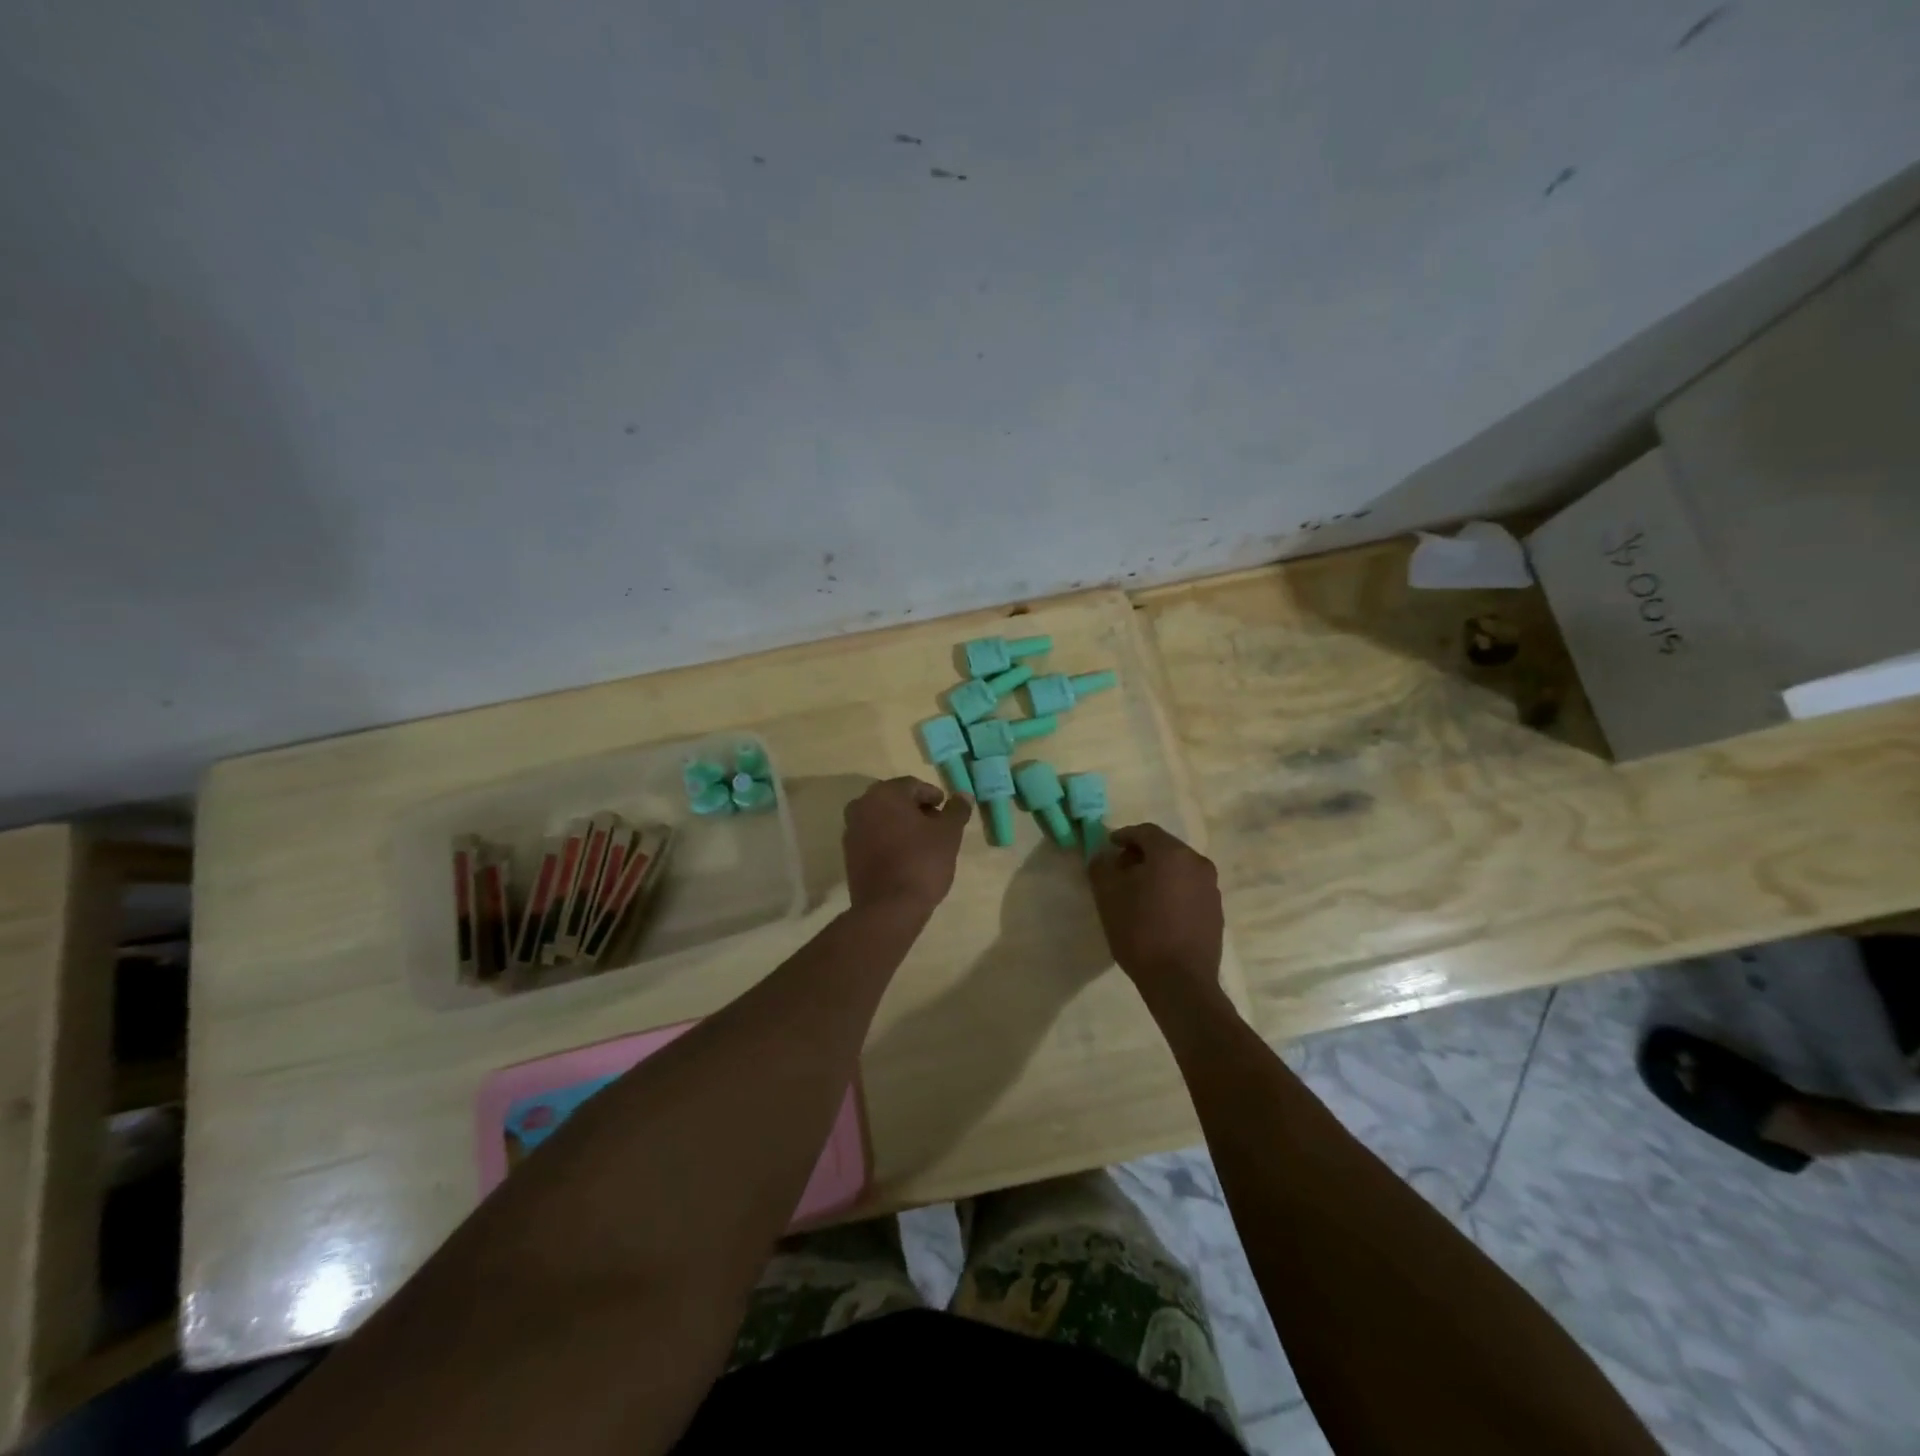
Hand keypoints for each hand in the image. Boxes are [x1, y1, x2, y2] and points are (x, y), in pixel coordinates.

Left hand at [843, 777, 971, 915]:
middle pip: (895, 800)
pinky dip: (889, 840)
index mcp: (885, 793)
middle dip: (917, 810)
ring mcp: (851, 830)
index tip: (947, 812)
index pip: (914, 785)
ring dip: (902, 825)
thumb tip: (963, 795)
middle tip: (938, 827)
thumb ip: (956, 810)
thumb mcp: (949, 834)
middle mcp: (862, 805)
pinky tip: (905, 856)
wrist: (889, 908)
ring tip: (924, 843)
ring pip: (882, 818)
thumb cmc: (922, 862)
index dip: (934, 797)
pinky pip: (873, 837)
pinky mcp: (849, 853)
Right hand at [1088, 824, 1224, 1009]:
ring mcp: (1211, 888)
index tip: (1108, 847)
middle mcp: (1197, 863)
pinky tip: (1157, 911)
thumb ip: (1102, 866)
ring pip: (1178, 869)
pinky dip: (1172, 891)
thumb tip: (1104, 855)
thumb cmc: (1139, 931)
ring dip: (1158, 873)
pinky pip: (1189, 889)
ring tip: (1137, 893)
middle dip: (1141, 854)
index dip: (1123, 836)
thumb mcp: (1107, 895)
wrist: (1180, 981)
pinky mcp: (1215, 911)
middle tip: (1120, 869)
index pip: (1145, 832)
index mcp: (1172, 853)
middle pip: (1164, 848)